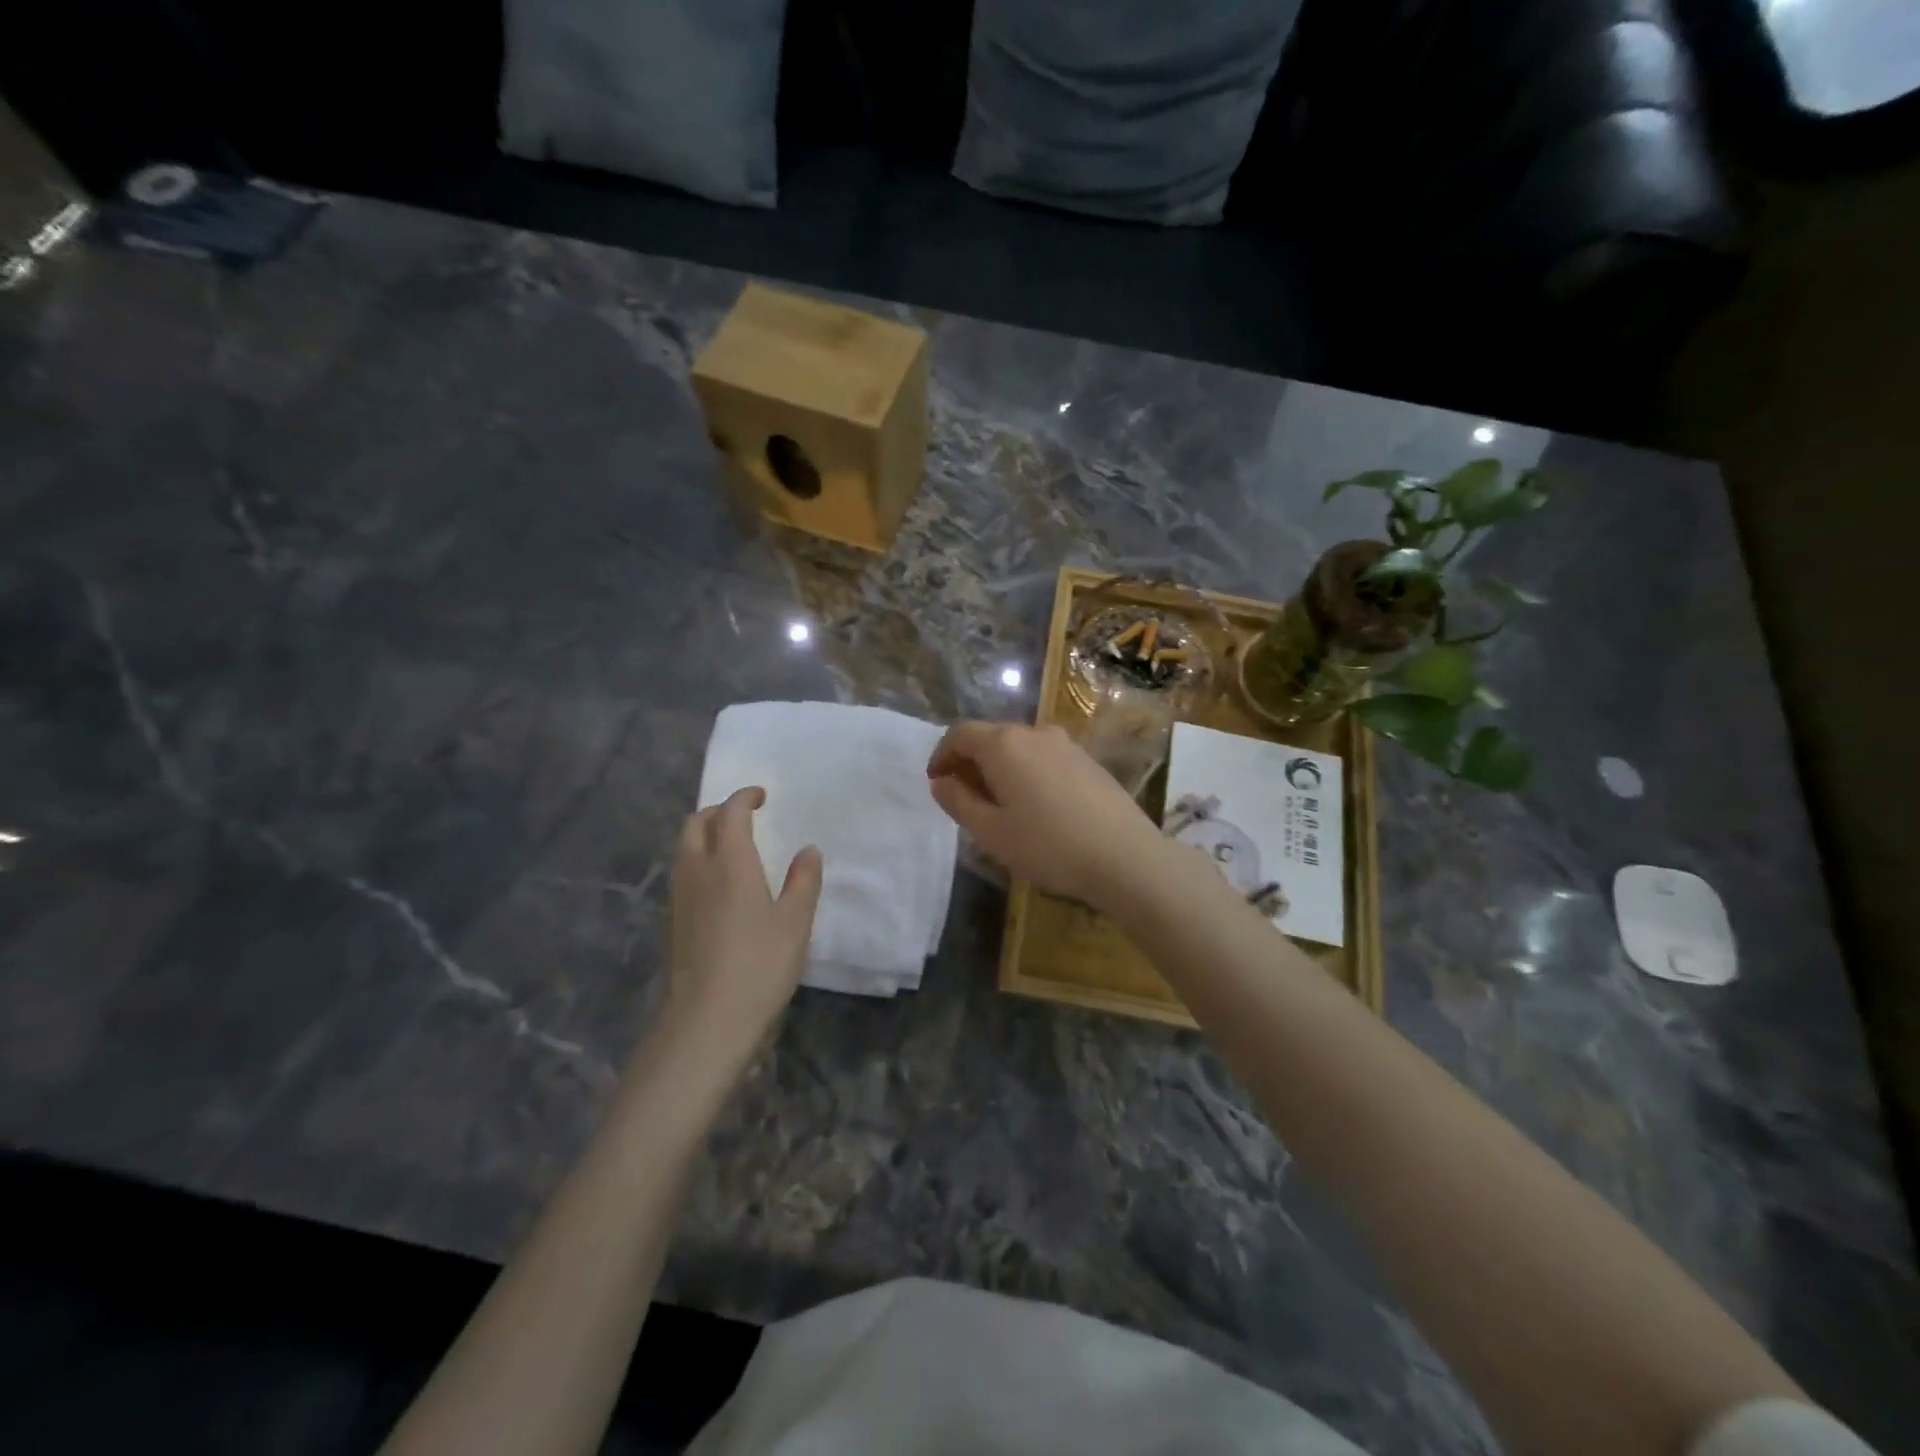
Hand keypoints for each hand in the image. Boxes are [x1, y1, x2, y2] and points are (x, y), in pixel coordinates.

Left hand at [658, 787, 821, 1081]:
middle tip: (745, 818)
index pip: (730, 813)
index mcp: (729, 862)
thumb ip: (804, 881)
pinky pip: (683, 873)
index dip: (744, 797)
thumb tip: (808, 850)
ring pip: (684, 849)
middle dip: (718, 812)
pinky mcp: (673, 922)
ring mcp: (680, 897)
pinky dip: (700, 862)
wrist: (706, 1022)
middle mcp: (697, 871)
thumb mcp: (795, 922)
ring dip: (705, 835)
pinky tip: (722, 886)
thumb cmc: (759, 965)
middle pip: (695, 823)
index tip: (762, 796)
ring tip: (734, 847)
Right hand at [926, 721, 1169, 911]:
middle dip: (971, 762)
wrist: (1124, 857)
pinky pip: (1045, 757)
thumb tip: (941, 782)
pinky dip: (1028, 772)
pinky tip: (1036, 806)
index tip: (937, 783)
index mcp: (1004, 744)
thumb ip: (959, 802)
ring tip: (1000, 805)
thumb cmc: (1047, 846)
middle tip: (964, 798)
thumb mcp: (991, 831)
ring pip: (1020, 747)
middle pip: (991, 737)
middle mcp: (1035, 733)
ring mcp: (1066, 744)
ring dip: (1001, 768)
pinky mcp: (1089, 761)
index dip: (942, 755)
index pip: (961, 734)